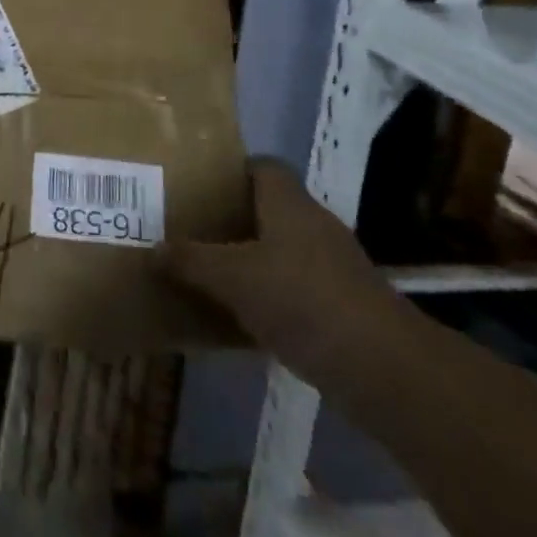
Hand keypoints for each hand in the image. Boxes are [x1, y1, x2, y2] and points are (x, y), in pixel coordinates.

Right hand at [162, 162, 404, 385]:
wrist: (384, 369)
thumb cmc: (302, 300)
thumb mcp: (233, 277)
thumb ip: (191, 260)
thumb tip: (152, 248)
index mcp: (289, 204)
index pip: (262, 167)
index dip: (230, 170)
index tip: (196, 184)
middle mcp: (312, 227)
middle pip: (266, 210)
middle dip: (229, 218)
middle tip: (188, 228)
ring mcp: (331, 269)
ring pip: (278, 252)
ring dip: (247, 262)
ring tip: (205, 272)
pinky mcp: (340, 308)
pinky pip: (291, 291)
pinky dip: (266, 300)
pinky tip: (237, 319)